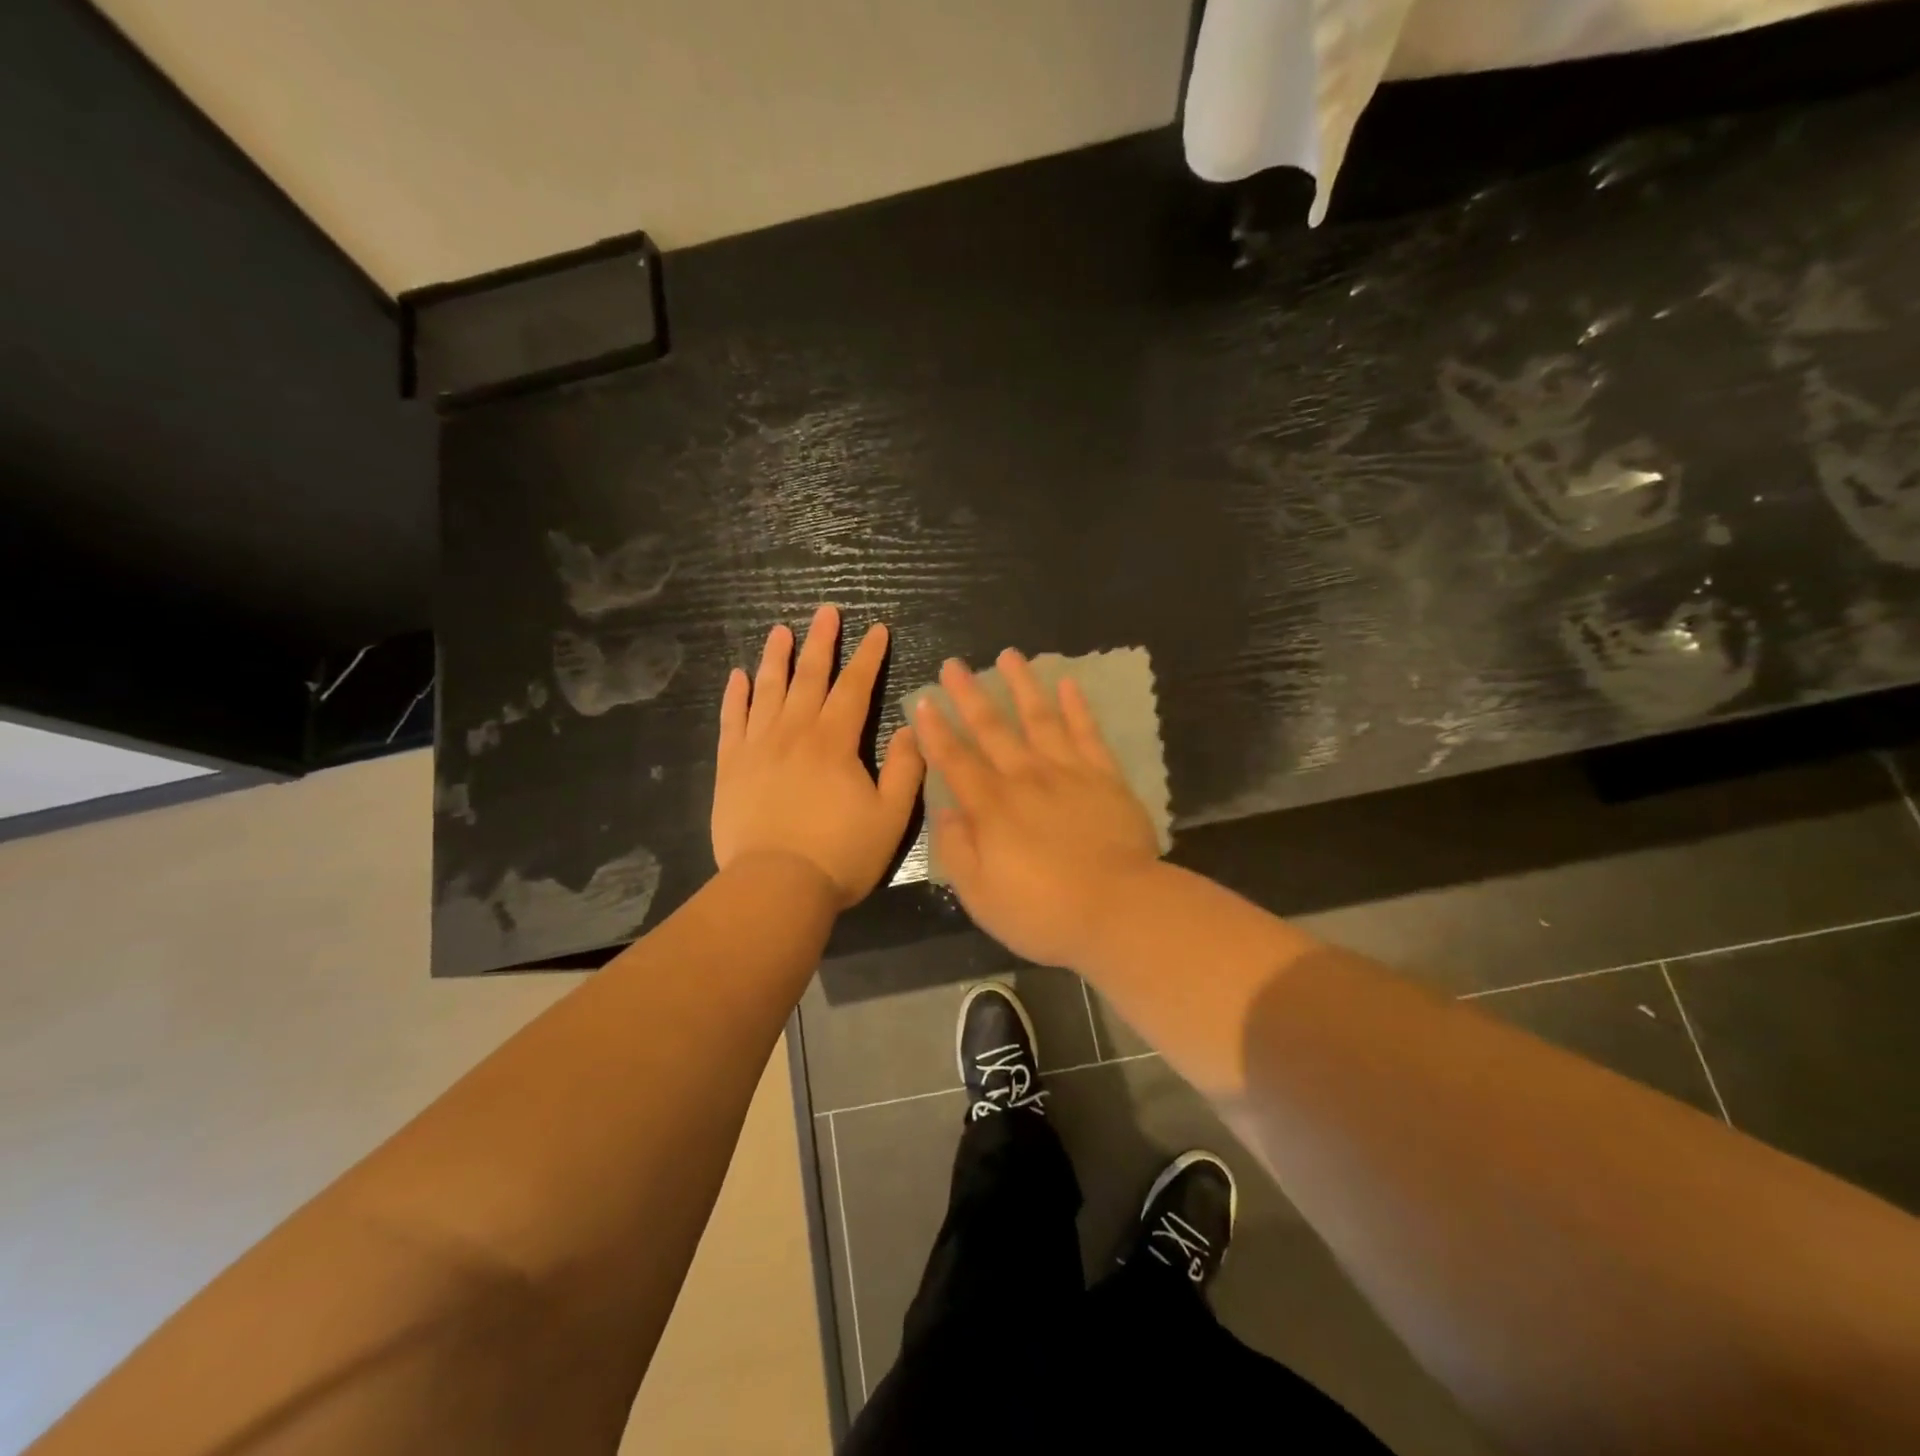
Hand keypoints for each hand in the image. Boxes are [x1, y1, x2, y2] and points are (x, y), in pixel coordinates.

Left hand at [712, 605, 923, 907]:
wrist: (776, 887)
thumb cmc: (840, 854)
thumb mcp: (891, 816)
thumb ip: (905, 768)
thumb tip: (910, 727)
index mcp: (835, 742)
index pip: (855, 687)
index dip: (869, 657)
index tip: (877, 630)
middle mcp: (795, 733)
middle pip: (810, 677)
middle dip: (822, 642)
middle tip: (826, 611)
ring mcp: (758, 747)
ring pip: (768, 690)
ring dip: (776, 658)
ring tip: (781, 630)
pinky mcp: (731, 767)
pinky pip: (732, 720)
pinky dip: (736, 696)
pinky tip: (739, 676)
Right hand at [913, 649, 1159, 966]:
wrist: (1119, 910)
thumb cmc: (1043, 912)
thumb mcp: (980, 896)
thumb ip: (956, 850)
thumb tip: (942, 811)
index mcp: (991, 807)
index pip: (955, 760)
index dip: (936, 730)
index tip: (924, 700)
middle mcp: (1025, 778)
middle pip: (992, 728)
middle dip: (970, 694)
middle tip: (954, 664)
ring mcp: (1068, 772)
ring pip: (1039, 718)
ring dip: (1022, 685)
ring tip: (1009, 655)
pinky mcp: (1105, 777)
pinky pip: (1087, 733)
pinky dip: (1077, 706)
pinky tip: (1068, 683)